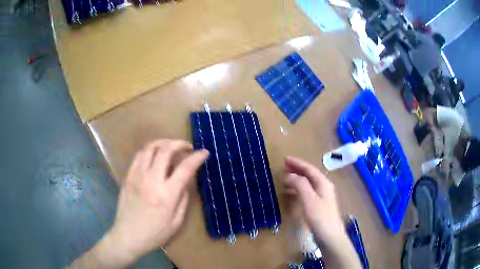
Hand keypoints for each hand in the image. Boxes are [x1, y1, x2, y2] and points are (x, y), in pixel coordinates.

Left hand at [108, 140, 208, 263]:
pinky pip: (138, 155)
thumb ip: (183, 199)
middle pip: (165, 150)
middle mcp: (151, 180)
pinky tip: (154, 155)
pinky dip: (149, 150)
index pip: (185, 168)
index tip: (204, 152)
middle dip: (179, 143)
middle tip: (187, 146)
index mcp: (167, 195)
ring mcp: (137, 176)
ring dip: (163, 142)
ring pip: (150, 148)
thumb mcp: (176, 222)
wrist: (128, 236)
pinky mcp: (128, 176)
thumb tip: (186, 180)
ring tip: (171, 146)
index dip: (197, 157)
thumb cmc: (155, 234)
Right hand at [283, 156, 361, 268]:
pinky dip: (299, 189)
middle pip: (310, 175)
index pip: (309, 169)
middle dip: (297, 169)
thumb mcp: (309, 199)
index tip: (285, 159)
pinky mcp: (319, 205)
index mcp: (323, 183)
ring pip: (308, 183)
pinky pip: (308, 192)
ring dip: (297, 179)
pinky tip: (292, 193)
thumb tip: (290, 175)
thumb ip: (300, 185)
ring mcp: (322, 197)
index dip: (297, 163)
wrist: (330, 236)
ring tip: (285, 178)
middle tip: (284, 166)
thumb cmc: (320, 217)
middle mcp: (324, 187)